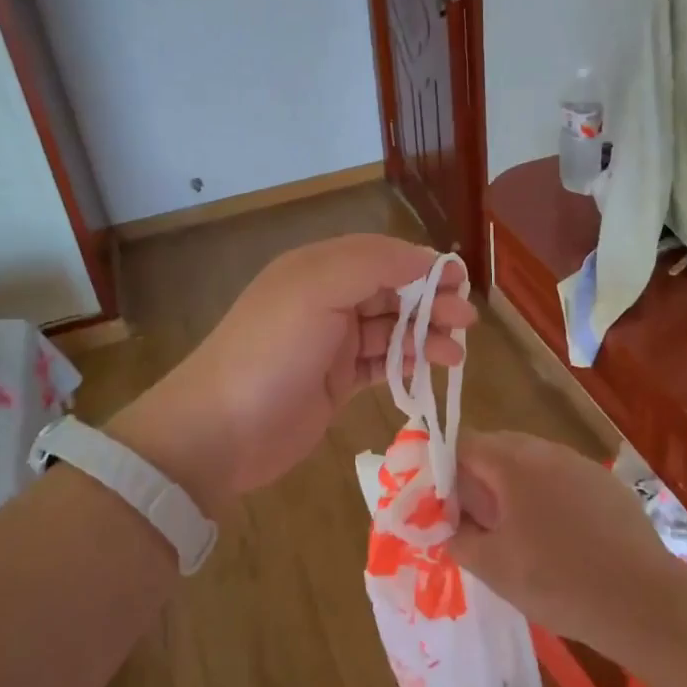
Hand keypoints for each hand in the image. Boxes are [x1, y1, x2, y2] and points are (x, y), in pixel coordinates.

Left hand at [108, 235, 473, 511]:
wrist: (221, 431)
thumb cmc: (271, 352)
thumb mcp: (316, 291)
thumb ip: (372, 265)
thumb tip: (424, 258)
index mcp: (317, 269)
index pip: (380, 255)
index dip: (420, 264)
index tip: (459, 280)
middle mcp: (325, 300)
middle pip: (390, 292)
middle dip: (430, 302)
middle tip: (465, 320)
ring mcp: (330, 343)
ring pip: (390, 330)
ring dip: (425, 336)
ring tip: (456, 353)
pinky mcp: (335, 382)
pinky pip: (381, 364)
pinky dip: (407, 364)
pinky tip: (429, 370)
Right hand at [449, 432, 677, 650]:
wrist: (643, 601)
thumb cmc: (558, 581)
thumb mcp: (494, 568)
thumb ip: (459, 540)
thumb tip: (448, 528)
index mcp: (514, 462)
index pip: (465, 443)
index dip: (445, 468)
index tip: (440, 501)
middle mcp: (547, 451)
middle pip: (499, 447)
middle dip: (479, 477)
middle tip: (474, 518)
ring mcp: (581, 465)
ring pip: (533, 462)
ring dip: (514, 486)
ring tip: (514, 530)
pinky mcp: (607, 485)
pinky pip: (563, 478)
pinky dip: (548, 496)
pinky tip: (557, 536)